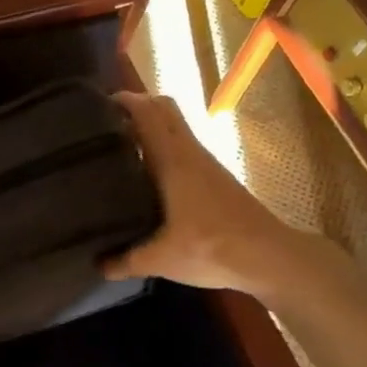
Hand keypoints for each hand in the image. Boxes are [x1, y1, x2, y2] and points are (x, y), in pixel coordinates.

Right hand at [105, 91, 307, 295]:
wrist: (270, 258)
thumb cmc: (211, 248)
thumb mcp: (160, 259)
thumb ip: (125, 261)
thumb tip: (97, 266)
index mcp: (173, 160)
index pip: (148, 112)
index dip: (124, 100)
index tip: (97, 105)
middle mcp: (190, 152)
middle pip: (164, 108)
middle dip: (137, 106)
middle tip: (107, 123)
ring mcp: (207, 163)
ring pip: (176, 128)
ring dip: (152, 127)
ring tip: (121, 147)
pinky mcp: (218, 177)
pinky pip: (185, 147)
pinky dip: (165, 147)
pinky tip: (151, 176)